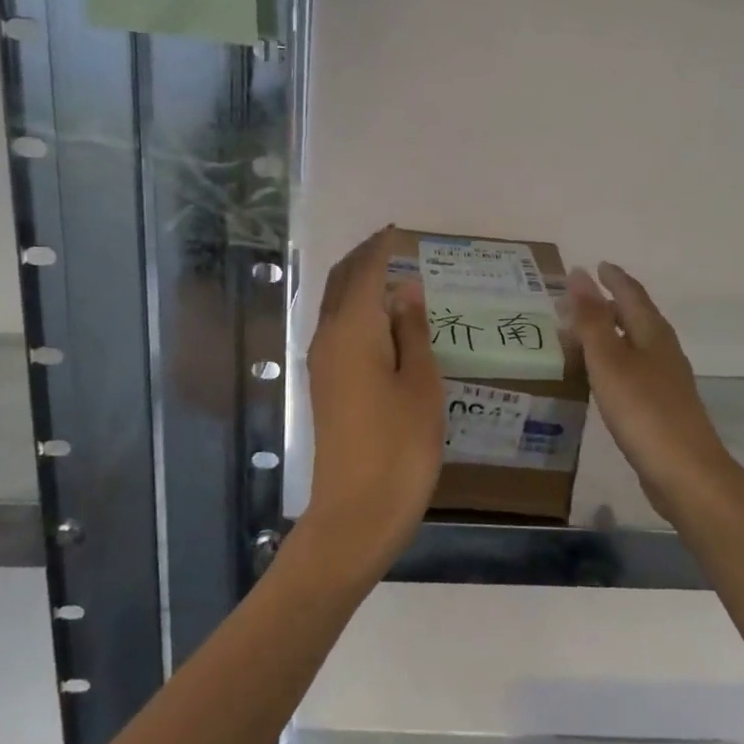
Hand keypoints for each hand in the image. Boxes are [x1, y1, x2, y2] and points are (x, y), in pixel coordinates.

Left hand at [303, 228, 444, 574]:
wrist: (357, 513)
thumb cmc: (400, 444)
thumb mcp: (421, 383)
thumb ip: (412, 331)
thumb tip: (406, 289)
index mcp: (352, 330)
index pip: (362, 272)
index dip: (378, 248)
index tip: (397, 231)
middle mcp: (328, 340)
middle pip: (340, 285)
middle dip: (362, 261)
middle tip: (393, 248)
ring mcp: (322, 366)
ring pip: (337, 310)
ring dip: (359, 288)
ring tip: (395, 280)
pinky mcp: (326, 389)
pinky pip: (340, 333)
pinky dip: (359, 315)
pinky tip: (385, 326)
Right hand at [565, 263, 737, 525]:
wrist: (685, 473)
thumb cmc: (643, 411)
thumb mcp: (609, 360)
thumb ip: (592, 319)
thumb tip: (579, 273)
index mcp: (653, 333)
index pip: (631, 294)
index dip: (613, 278)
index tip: (595, 265)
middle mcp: (663, 351)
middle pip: (636, 317)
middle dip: (609, 304)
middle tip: (579, 299)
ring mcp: (666, 381)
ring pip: (635, 344)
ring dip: (610, 333)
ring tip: (582, 334)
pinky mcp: (662, 407)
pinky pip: (633, 370)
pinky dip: (614, 361)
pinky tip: (601, 377)